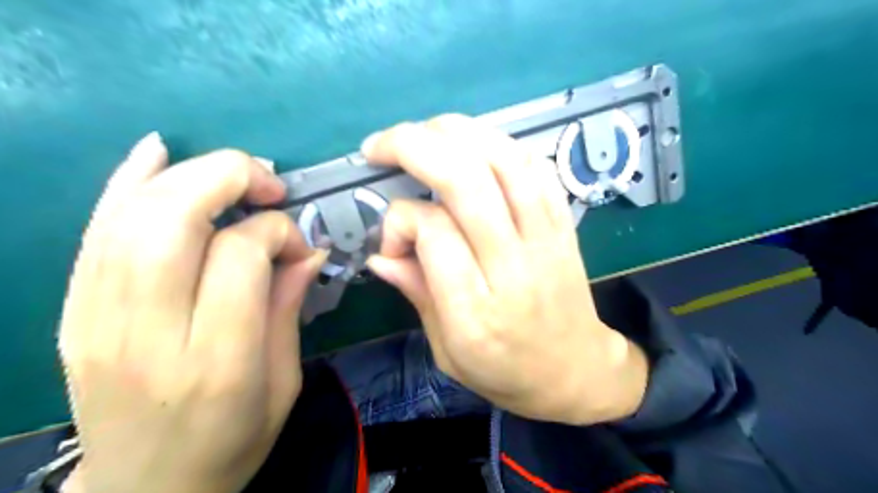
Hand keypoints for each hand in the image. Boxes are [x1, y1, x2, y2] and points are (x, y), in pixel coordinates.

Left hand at [56, 134, 324, 492]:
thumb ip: (290, 308)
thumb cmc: (233, 441)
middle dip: (228, 180)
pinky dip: (127, 183)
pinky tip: (156, 153)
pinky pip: (95, 234)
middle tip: (269, 186)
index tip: (298, 245)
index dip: (276, 232)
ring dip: (189, 176)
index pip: (239, 258)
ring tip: (235, 175)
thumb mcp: (284, 382)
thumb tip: (310, 248)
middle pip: (173, 224)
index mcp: (219, 362)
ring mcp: (98, 324)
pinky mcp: (75, 315)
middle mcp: (150, 336)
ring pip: (132, 219)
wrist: (145, 490)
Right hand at [360, 116, 646, 422]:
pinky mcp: (564, 223)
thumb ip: (416, 293)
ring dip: (455, 131)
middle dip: (413, 146)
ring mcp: (546, 237)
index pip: (433, 231)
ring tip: (422, 133)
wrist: (577, 369)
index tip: (392, 240)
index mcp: (477, 311)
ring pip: (503, 159)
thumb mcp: (447, 351)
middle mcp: (513, 265)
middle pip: (466, 180)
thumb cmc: (506, 371)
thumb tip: (380, 251)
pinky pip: (535, 165)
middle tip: (380, 145)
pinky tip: (472, 145)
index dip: (400, 220)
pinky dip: (498, 143)